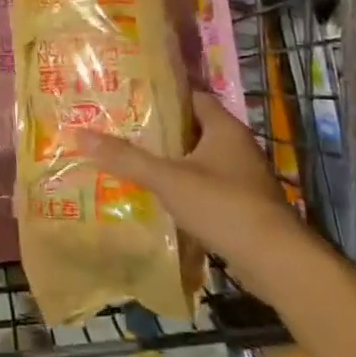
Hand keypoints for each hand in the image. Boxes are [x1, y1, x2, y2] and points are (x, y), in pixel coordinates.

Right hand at [74, 92, 307, 291]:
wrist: (275, 260)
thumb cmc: (222, 204)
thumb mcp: (167, 178)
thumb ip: (126, 157)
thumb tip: (80, 134)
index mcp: (225, 128)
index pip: (193, 97)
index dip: (164, 96)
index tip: (132, 98)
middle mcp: (238, 146)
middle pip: (194, 129)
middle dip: (162, 131)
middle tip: (124, 129)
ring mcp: (244, 178)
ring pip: (201, 160)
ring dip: (173, 161)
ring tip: (134, 161)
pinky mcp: (244, 205)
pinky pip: (208, 186)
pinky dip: (185, 187)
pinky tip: (159, 196)